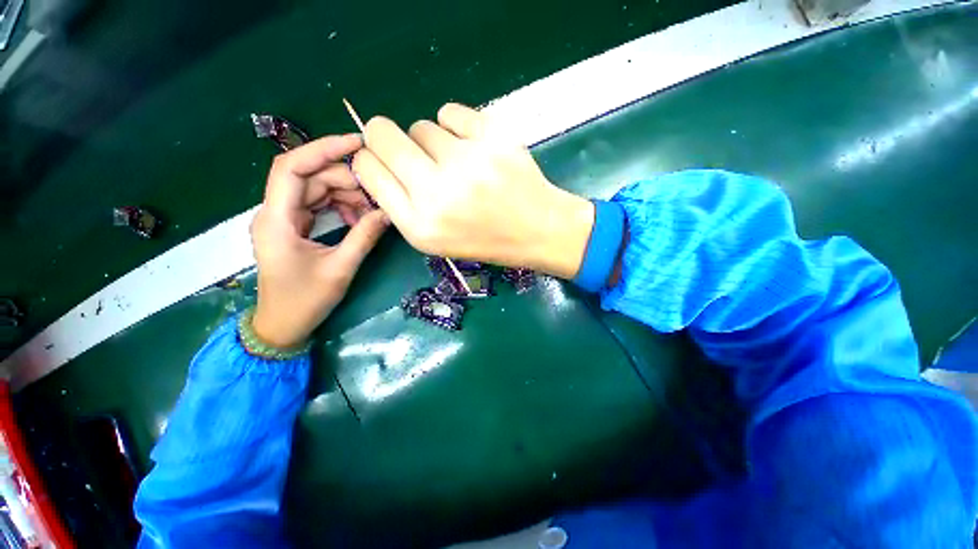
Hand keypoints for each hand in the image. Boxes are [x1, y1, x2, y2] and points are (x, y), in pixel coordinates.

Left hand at [251, 135, 389, 347]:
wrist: (283, 325)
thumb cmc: (305, 301)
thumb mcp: (340, 268)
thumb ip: (364, 237)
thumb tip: (388, 212)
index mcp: (276, 220)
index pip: (293, 168)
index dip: (323, 149)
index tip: (357, 143)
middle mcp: (275, 212)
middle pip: (311, 177)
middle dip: (346, 179)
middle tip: (379, 192)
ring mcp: (284, 219)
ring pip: (317, 190)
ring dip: (347, 195)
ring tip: (373, 209)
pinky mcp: (295, 227)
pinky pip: (319, 205)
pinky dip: (341, 207)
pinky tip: (360, 218)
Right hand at [351, 103, 593, 278]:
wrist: (537, 230)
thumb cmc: (485, 239)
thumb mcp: (436, 239)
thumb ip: (401, 204)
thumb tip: (377, 159)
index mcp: (419, 226)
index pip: (367, 169)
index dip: (370, 158)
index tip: (384, 159)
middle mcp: (437, 194)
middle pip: (381, 133)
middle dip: (386, 137)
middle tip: (412, 150)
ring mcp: (467, 163)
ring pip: (421, 126)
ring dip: (432, 141)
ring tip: (458, 164)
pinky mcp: (492, 138)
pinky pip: (450, 112)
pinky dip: (456, 126)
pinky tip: (473, 147)